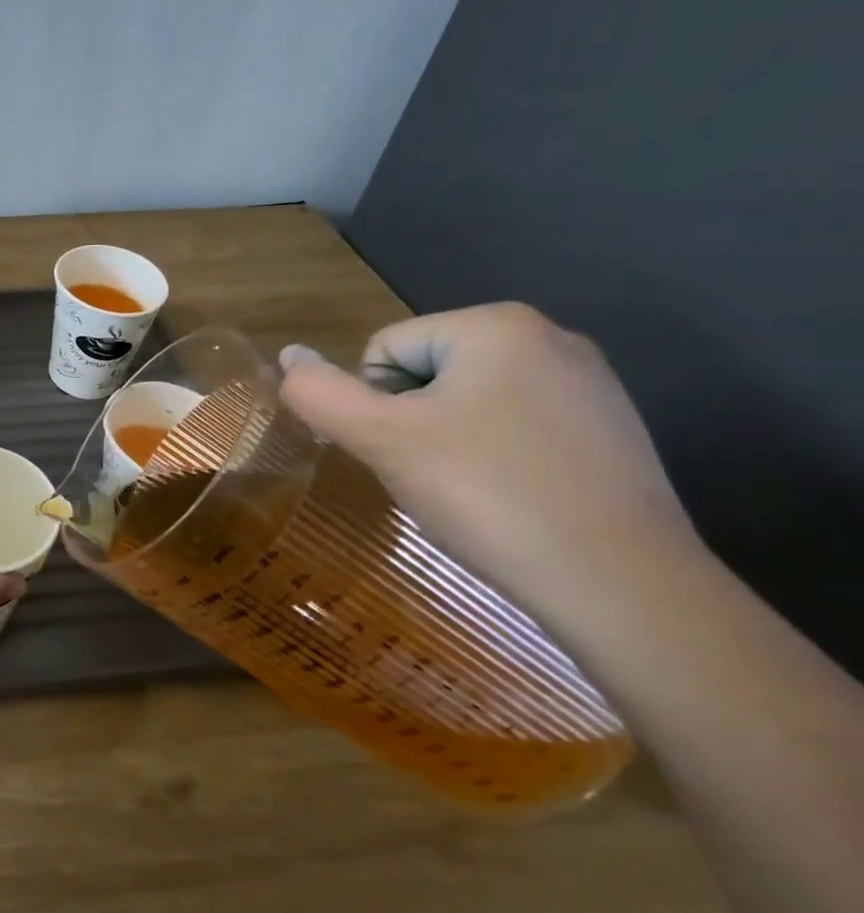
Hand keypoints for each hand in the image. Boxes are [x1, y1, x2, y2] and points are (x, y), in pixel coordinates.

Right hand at [276, 303, 705, 625]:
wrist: (624, 588)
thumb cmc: (489, 494)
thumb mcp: (381, 439)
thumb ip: (319, 392)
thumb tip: (289, 353)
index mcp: (496, 325)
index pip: (384, 351)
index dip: (375, 406)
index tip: (405, 454)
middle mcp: (551, 337)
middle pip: (425, 373)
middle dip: (412, 422)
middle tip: (433, 475)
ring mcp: (590, 385)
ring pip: (467, 403)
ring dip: (447, 441)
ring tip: (472, 492)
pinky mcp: (611, 431)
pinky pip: (515, 427)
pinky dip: (494, 457)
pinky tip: (512, 500)